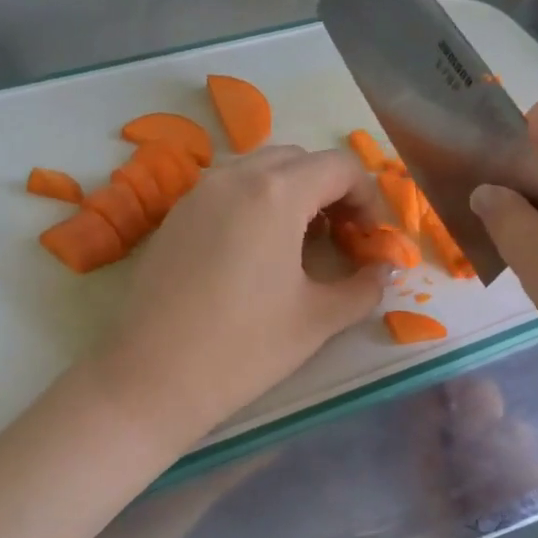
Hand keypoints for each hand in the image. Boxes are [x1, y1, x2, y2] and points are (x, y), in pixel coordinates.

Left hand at [90, 145, 387, 447]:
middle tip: (341, 239)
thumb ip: (363, 288)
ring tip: (300, 244)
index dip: (367, 197)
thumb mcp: (317, 320)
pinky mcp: (173, 217)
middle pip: (299, 160)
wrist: (153, 378)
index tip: (370, 239)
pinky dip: (254, 203)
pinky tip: (255, 252)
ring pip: (258, 170)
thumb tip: (385, 270)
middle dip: (330, 190)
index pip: (339, 167)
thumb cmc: (244, 349)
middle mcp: (234, 177)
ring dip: (291, 193)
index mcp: (276, 193)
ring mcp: (197, 194)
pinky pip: (226, 190)